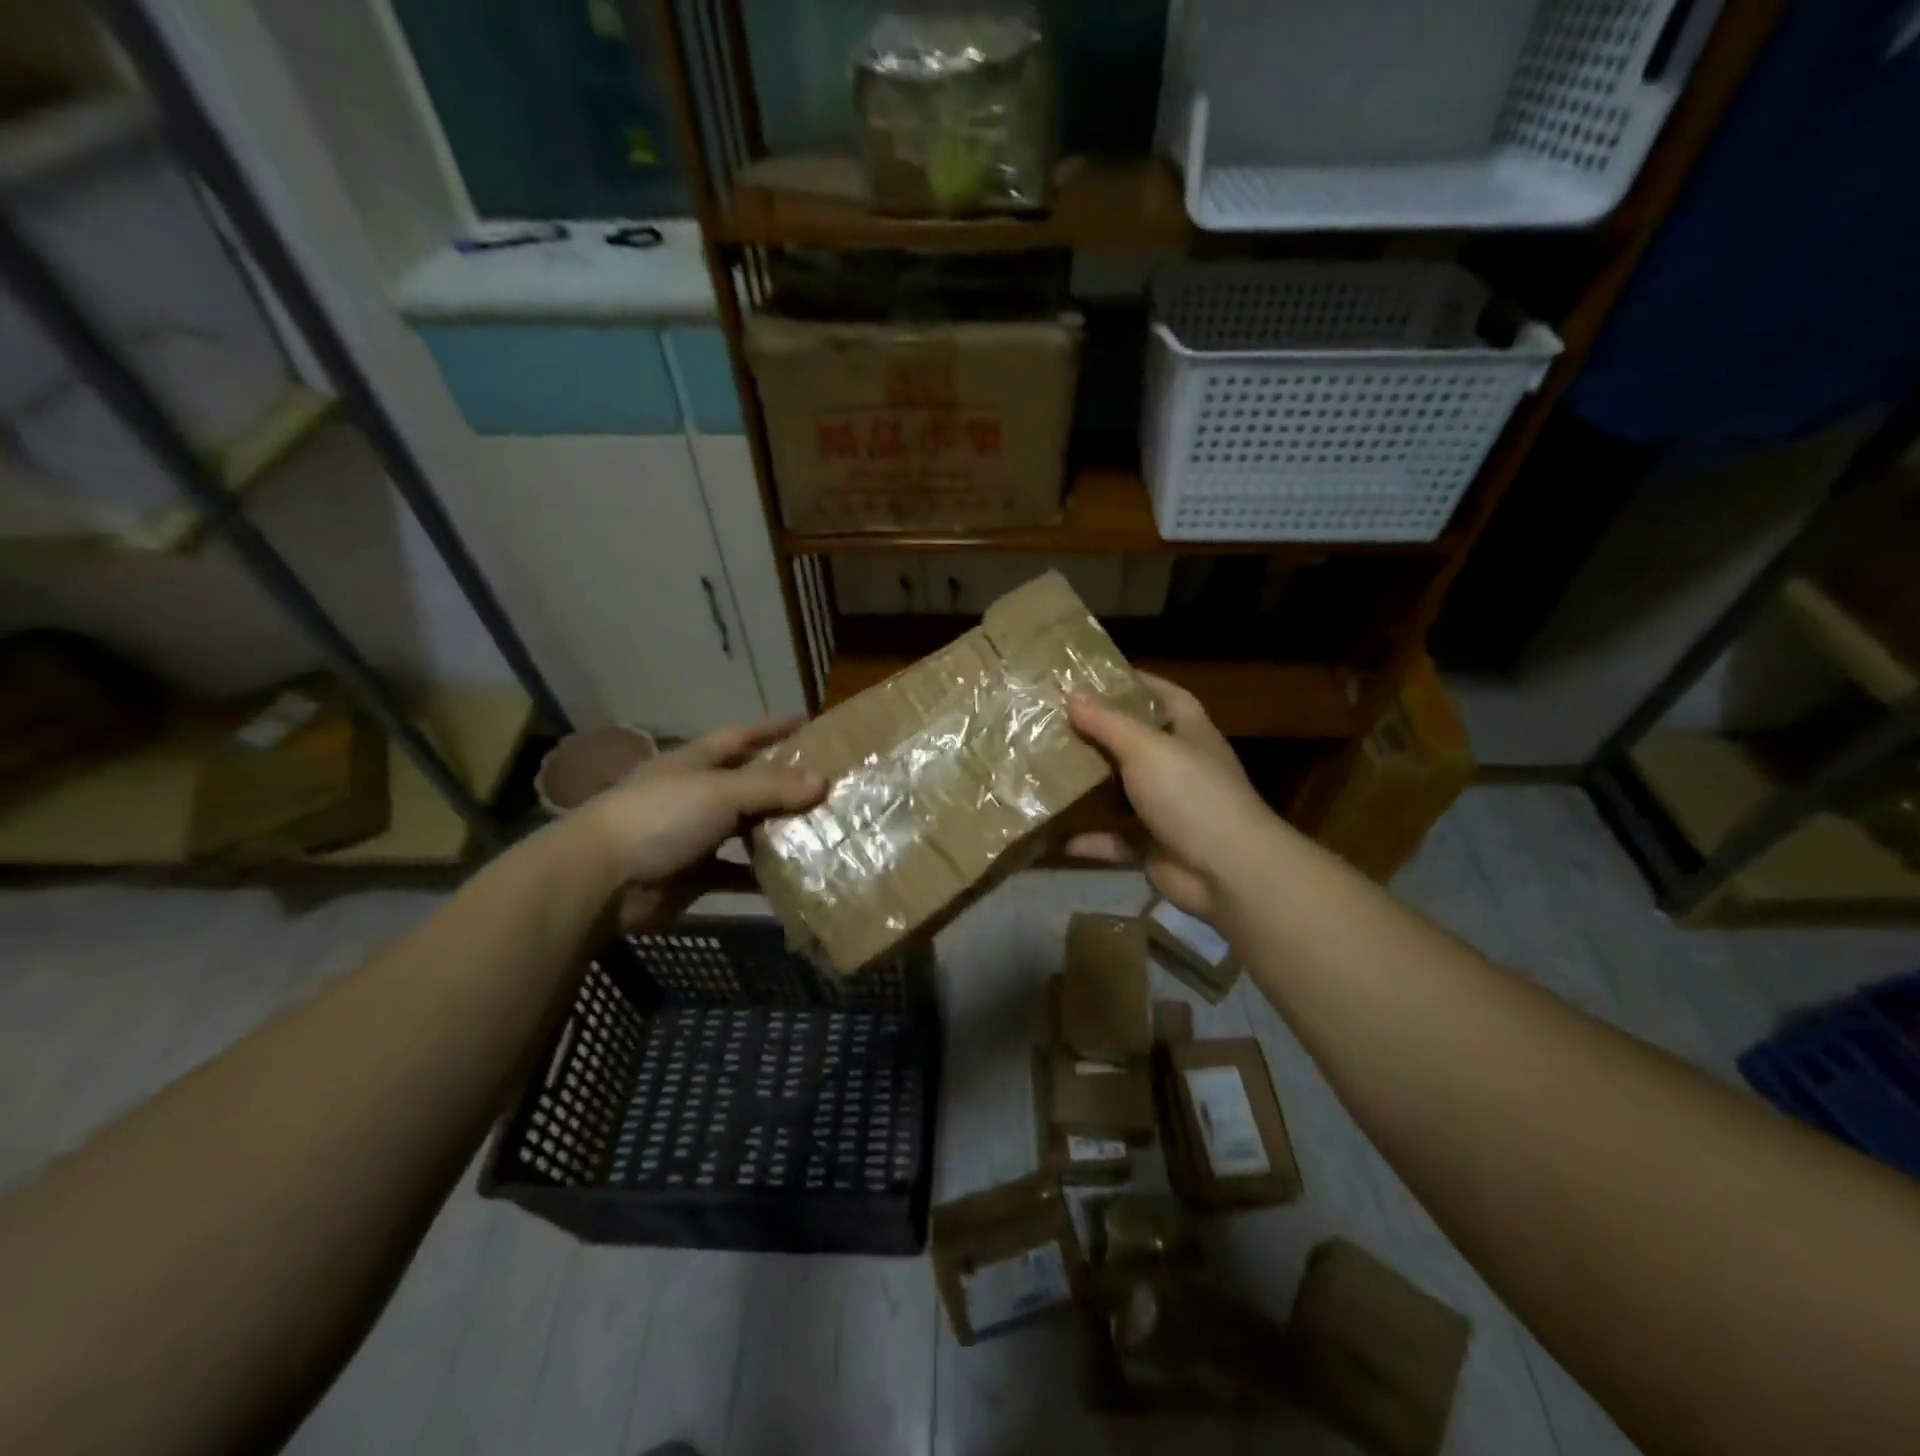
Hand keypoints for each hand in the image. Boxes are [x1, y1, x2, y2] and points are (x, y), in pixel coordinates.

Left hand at [577, 720, 823, 927]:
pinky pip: (738, 873)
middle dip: (786, 784)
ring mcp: (694, 836)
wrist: (603, 879)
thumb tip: (823, 782)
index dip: (773, 728)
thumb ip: (772, 786)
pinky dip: (762, 876)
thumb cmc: (661, 817)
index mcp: (696, 762)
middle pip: (750, 784)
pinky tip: (795, 877)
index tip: (810, 722)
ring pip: (747, 829)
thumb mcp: (721, 792)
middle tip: (832, 785)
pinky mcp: (695, 874)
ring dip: (778, 831)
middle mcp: (697, 794)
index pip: (741, 736)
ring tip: (824, 830)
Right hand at [1064, 672, 1274, 921]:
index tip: (1095, 676)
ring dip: (1092, 786)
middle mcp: (1181, 767)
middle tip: (1055, 722)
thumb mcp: (1146, 748)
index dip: (1137, 683)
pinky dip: (1090, 840)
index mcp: (1189, 733)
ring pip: (1123, 792)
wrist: (1227, 871)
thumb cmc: (1190, 794)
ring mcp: (1169, 810)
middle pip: (1138, 743)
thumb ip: (1108, 722)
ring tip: (1049, 770)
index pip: (1166, 696)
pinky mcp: (1154, 847)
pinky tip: (1058, 836)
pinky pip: (1115, 840)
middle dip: (1101, 734)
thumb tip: (1073, 693)